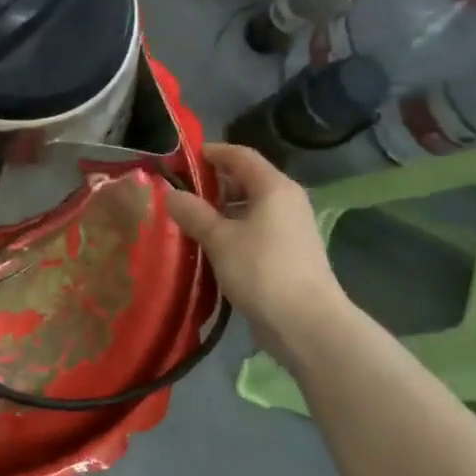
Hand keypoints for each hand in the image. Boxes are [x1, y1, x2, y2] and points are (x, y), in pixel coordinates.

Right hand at [166, 143, 349, 342]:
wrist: (306, 323)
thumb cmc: (262, 270)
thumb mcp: (219, 239)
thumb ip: (193, 213)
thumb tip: (170, 193)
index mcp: (274, 187)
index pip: (240, 155)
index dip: (211, 152)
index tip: (181, 159)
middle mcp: (286, 201)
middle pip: (246, 179)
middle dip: (212, 183)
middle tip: (178, 192)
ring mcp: (289, 228)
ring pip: (249, 207)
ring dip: (220, 209)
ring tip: (187, 219)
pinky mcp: (287, 253)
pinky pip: (254, 229)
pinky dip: (231, 229)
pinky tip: (209, 245)